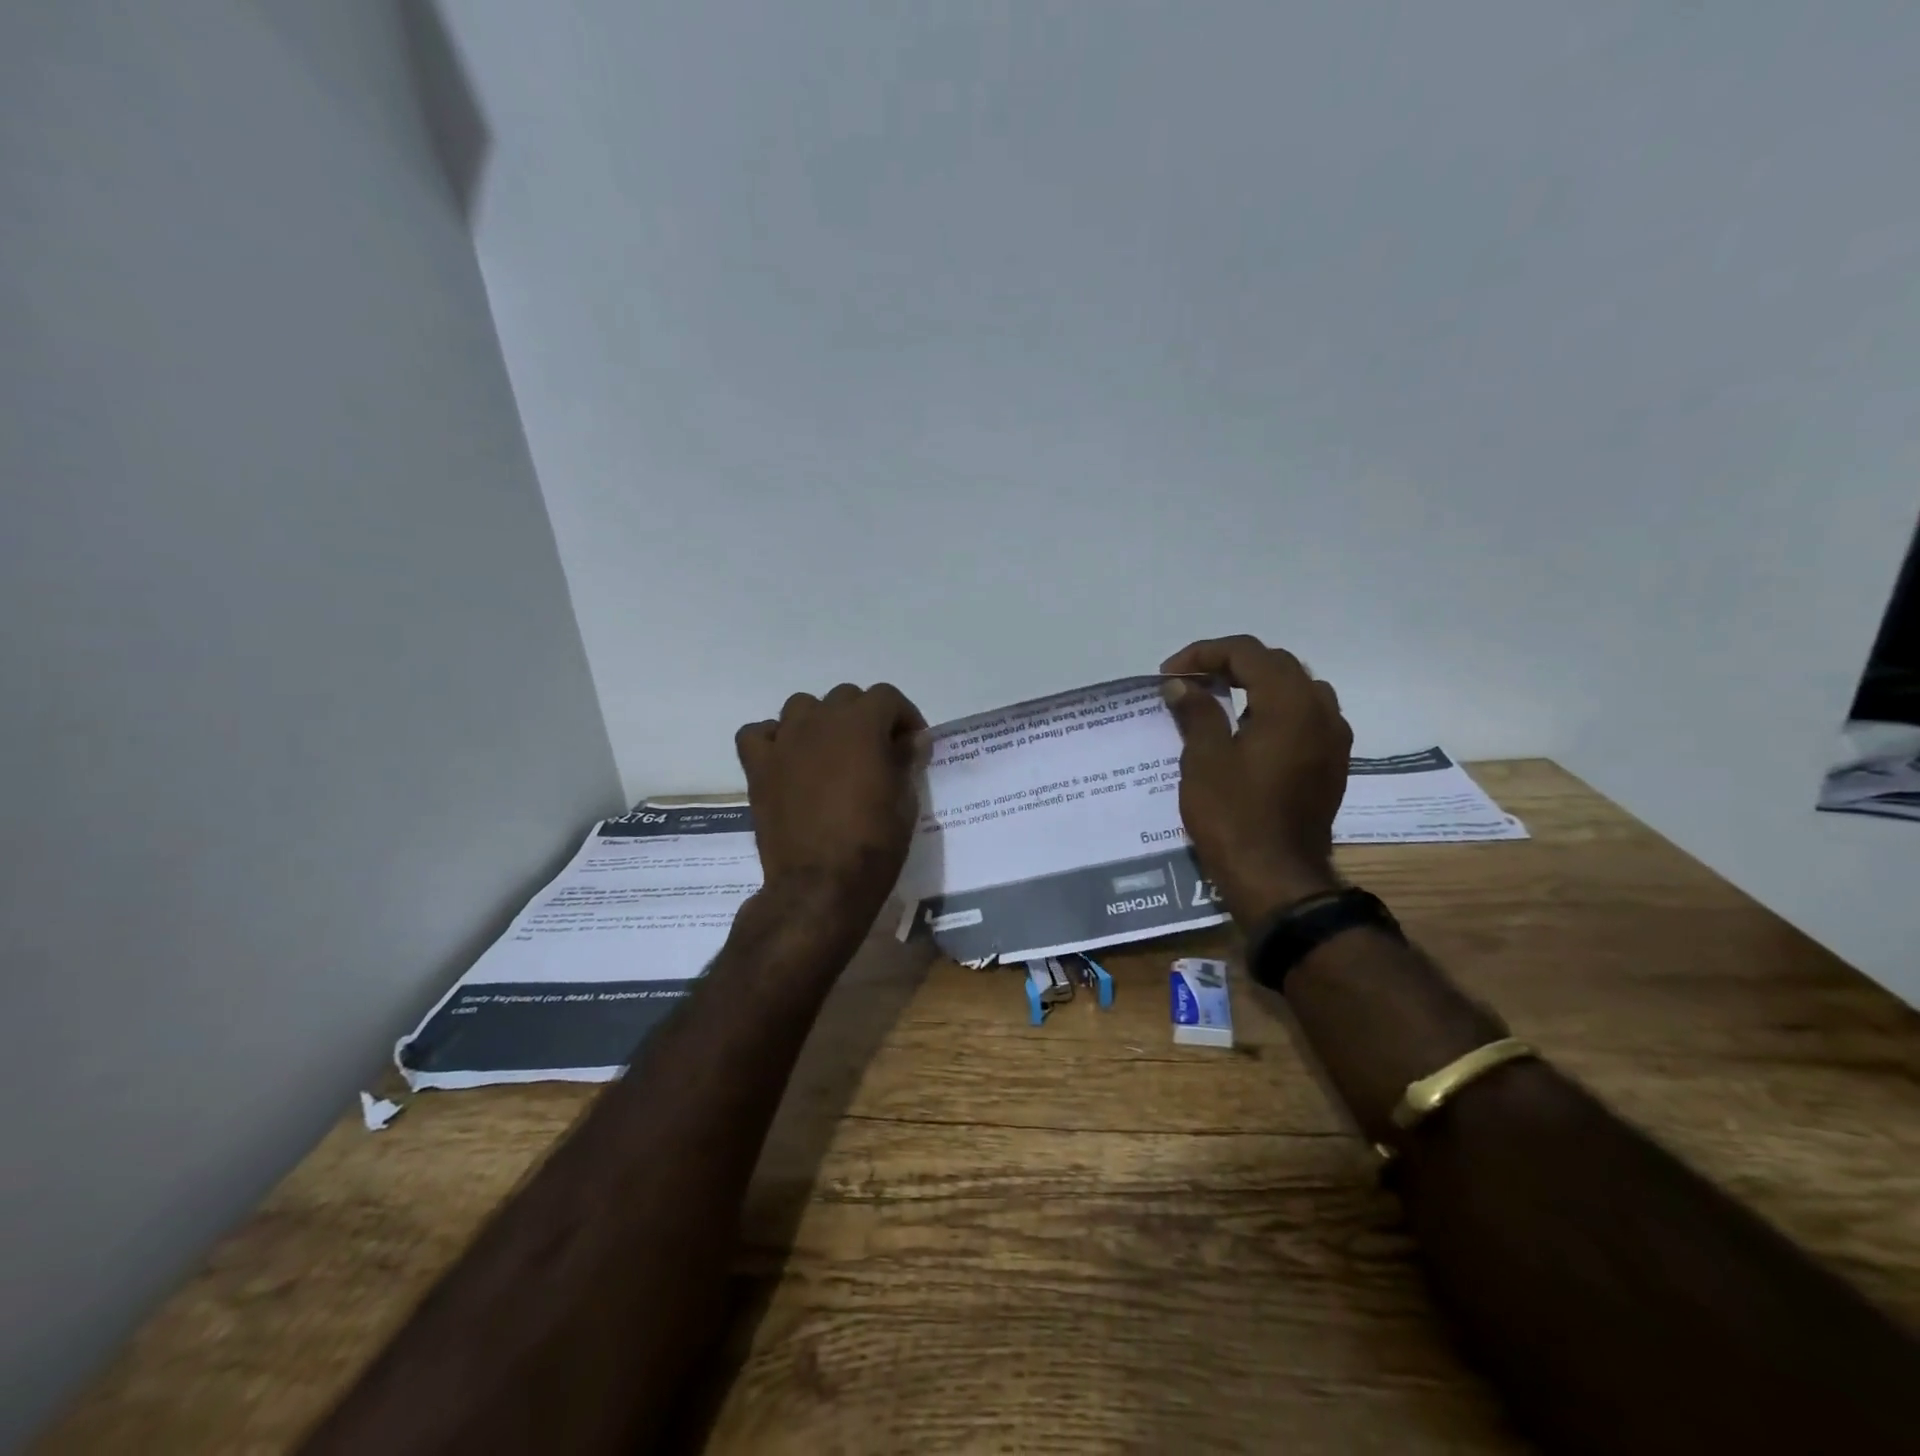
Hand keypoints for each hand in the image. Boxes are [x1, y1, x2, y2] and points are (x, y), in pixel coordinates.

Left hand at [735, 682, 927, 926]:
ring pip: (802, 706)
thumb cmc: (873, 843)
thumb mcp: (905, 800)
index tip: (912, 744)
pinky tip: (788, 759)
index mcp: (862, 724)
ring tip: (831, 753)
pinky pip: (759, 734)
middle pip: (845, 697)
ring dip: (821, 721)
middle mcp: (820, 721)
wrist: (821, 885)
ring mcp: (784, 741)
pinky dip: (774, 739)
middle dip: (865, 717)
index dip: (903, 716)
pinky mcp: (759, 767)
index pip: (886, 696)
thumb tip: (909, 741)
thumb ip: (904, 760)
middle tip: (875, 751)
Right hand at [1159, 635, 1351, 926]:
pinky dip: (1275, 708)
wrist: (1277, 878)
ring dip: (1256, 684)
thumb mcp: (1204, 759)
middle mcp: (1321, 710)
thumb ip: (1196, 711)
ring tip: (1219, 699)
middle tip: (1191, 682)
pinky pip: (1306, 716)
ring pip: (1296, 687)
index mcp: (1290, 702)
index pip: (1247, 653)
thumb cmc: (1234, 816)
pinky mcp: (1331, 763)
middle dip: (1230, 664)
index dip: (1203, 654)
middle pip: (1276, 664)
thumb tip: (1181, 684)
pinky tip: (1248, 729)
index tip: (1170, 675)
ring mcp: (1333, 738)